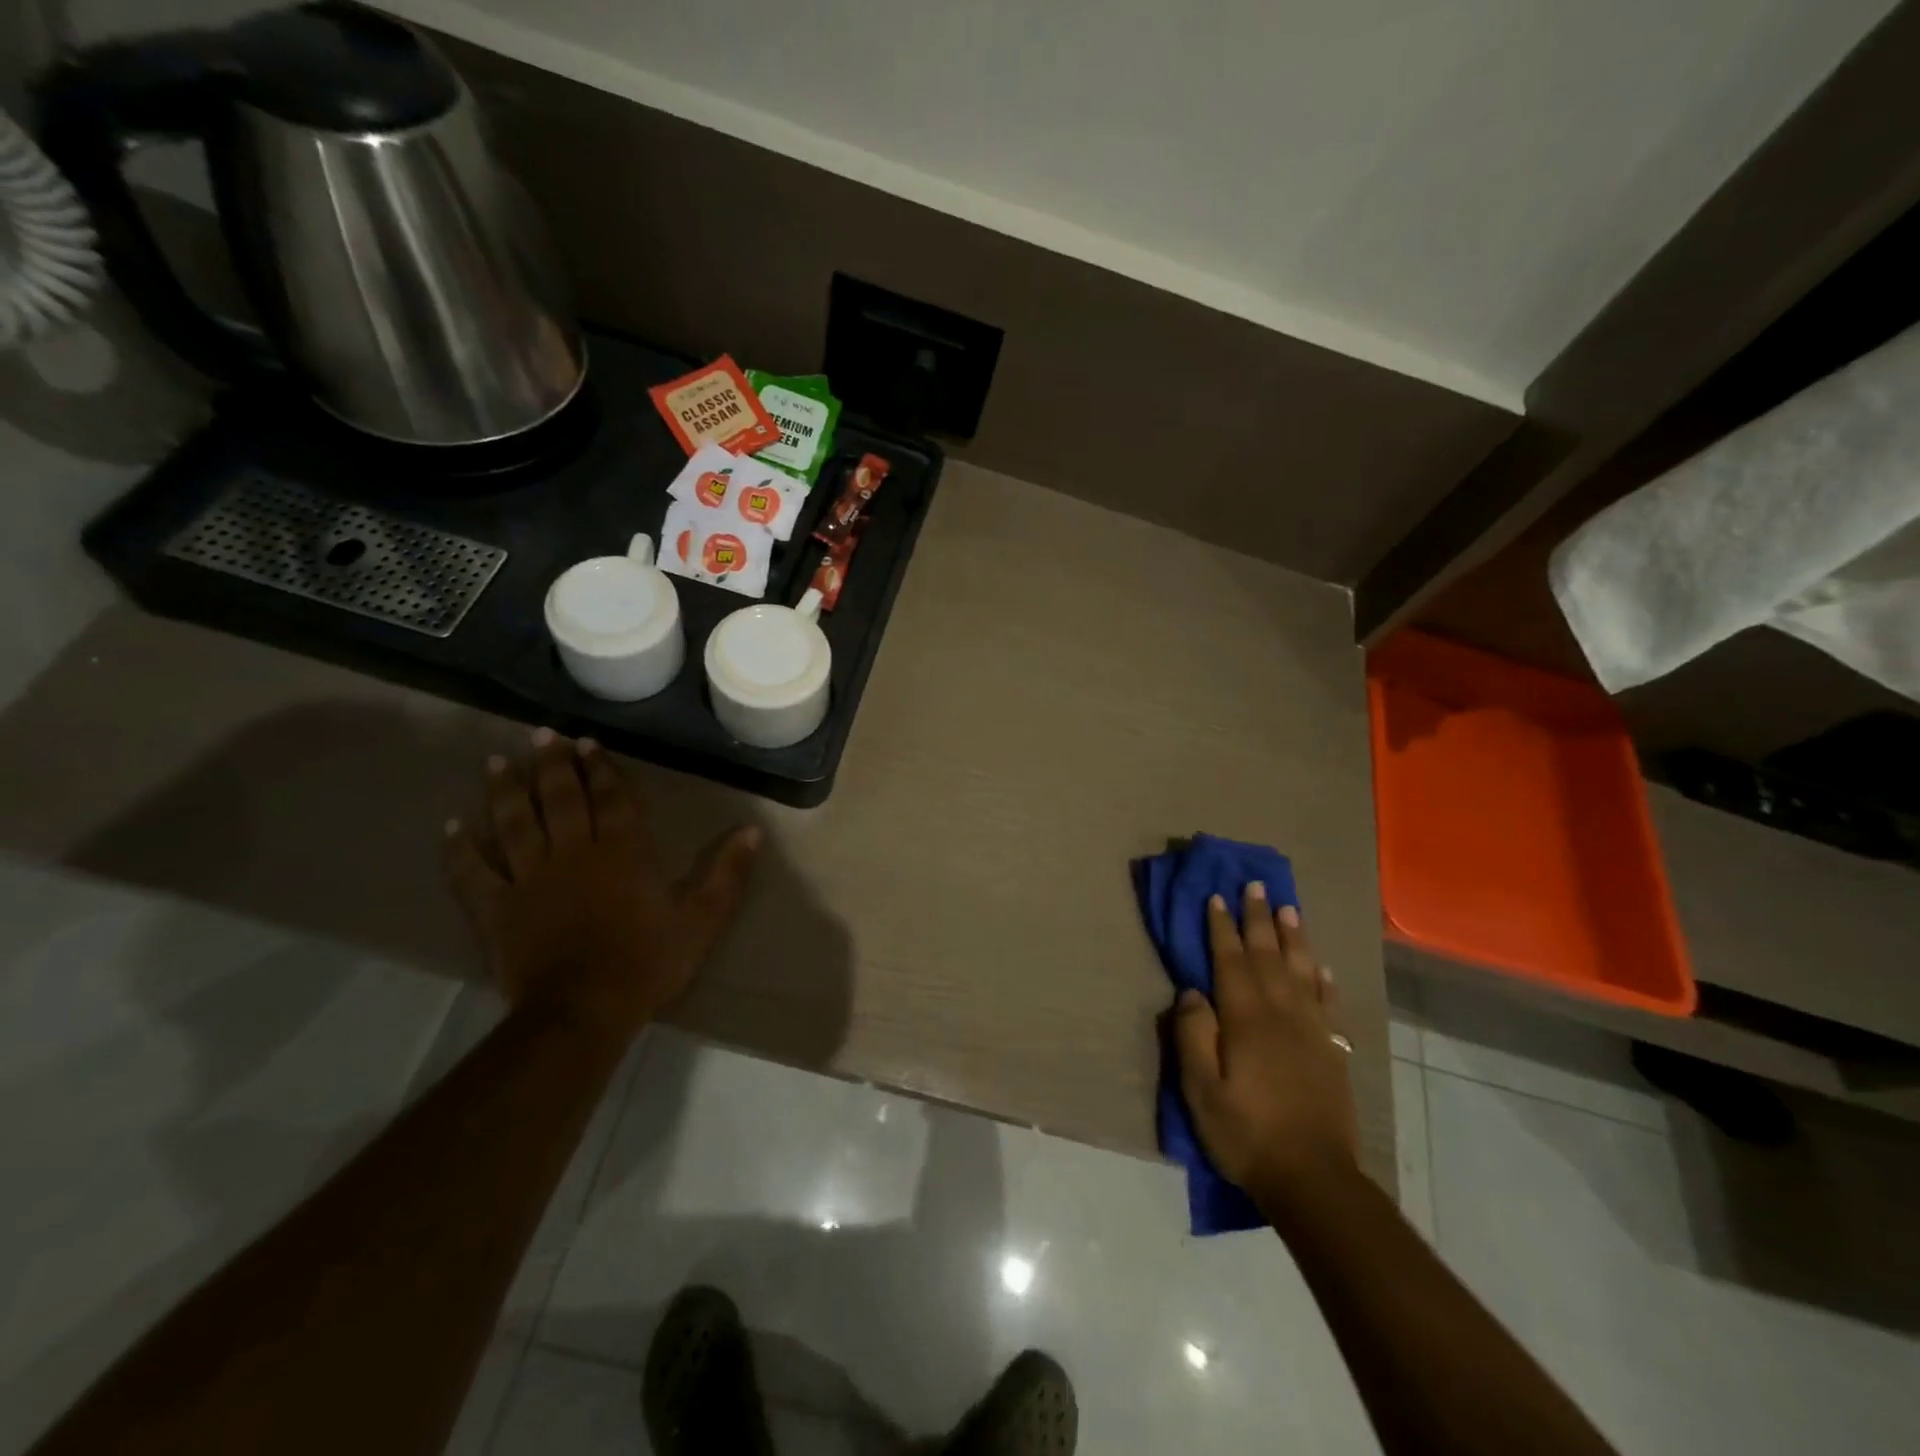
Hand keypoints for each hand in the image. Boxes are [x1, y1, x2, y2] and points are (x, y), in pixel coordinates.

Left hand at [443, 731, 759, 1046]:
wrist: (584, 1010)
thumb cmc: (649, 961)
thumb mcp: (703, 918)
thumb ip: (728, 873)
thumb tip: (752, 830)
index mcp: (623, 851)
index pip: (611, 799)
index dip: (600, 769)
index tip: (587, 743)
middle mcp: (574, 853)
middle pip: (561, 800)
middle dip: (553, 765)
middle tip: (542, 735)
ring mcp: (530, 879)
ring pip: (515, 824)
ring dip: (507, 790)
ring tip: (496, 761)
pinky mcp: (497, 909)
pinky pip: (473, 873)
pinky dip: (460, 849)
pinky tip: (452, 826)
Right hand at [1173, 882, 1359, 1207]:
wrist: (1313, 1179)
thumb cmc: (1246, 1133)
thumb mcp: (1200, 1089)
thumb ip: (1194, 1035)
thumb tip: (1192, 992)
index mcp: (1246, 1020)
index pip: (1231, 961)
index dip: (1222, 928)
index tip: (1217, 897)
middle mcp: (1281, 1014)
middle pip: (1268, 956)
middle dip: (1259, 918)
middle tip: (1256, 885)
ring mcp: (1312, 1031)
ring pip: (1302, 971)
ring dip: (1294, 937)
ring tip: (1289, 908)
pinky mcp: (1332, 1052)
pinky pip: (1329, 1004)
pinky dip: (1324, 980)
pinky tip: (1321, 966)